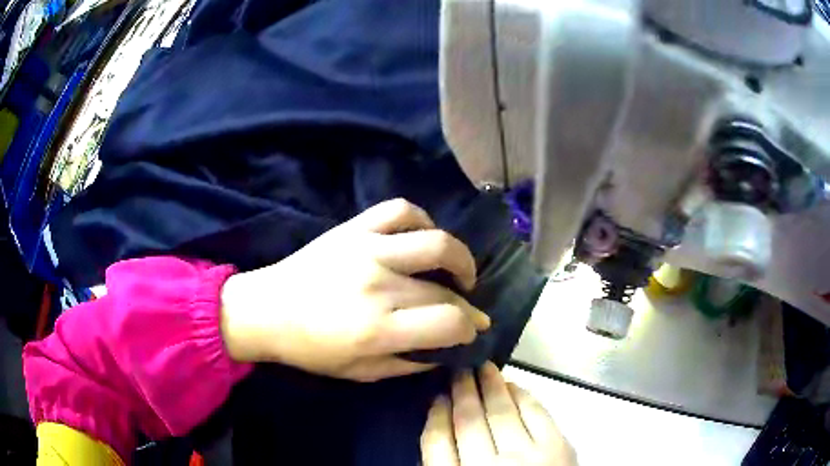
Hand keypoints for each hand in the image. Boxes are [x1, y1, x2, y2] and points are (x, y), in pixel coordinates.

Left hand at [220, 199, 490, 381]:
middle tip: (466, 311)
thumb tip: (445, 351)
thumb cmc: (310, 349)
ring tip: (459, 273)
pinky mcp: (354, 228)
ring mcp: (367, 249)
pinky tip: (424, 239)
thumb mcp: (359, 372)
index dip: (469, 328)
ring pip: (437, 242)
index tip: (469, 331)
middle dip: (466, 304)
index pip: (450, 321)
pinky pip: (402, 210)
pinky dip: (423, 220)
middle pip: (445, 290)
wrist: (266, 309)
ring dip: (460, 258)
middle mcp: (379, 285)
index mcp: (378, 328)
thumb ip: (407, 364)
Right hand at [421, 362, 577, 465]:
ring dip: (489, 386)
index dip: (435, 417)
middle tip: (459, 371)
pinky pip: (536, 412)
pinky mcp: (557, 447)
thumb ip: (446, 465)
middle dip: (461, 392)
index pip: (436, 443)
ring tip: (482, 368)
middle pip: (468, 422)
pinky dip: (522, 395)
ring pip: (500, 412)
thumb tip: (440, 428)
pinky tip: (513, 385)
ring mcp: (525, 456)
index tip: (436, 398)